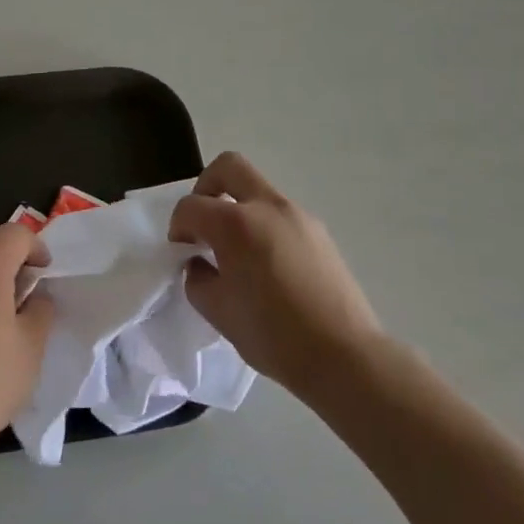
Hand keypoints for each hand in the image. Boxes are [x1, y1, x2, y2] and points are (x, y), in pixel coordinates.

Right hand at [169, 152, 383, 398]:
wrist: (345, 356)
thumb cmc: (274, 336)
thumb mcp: (219, 313)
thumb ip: (198, 279)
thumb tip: (200, 264)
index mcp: (236, 223)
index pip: (191, 206)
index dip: (178, 226)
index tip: (181, 252)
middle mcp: (266, 206)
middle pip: (229, 166)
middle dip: (207, 186)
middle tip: (203, 223)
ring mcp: (297, 215)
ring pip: (258, 190)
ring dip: (238, 207)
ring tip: (238, 252)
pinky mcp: (319, 231)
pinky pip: (280, 214)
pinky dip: (264, 225)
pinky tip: (268, 266)